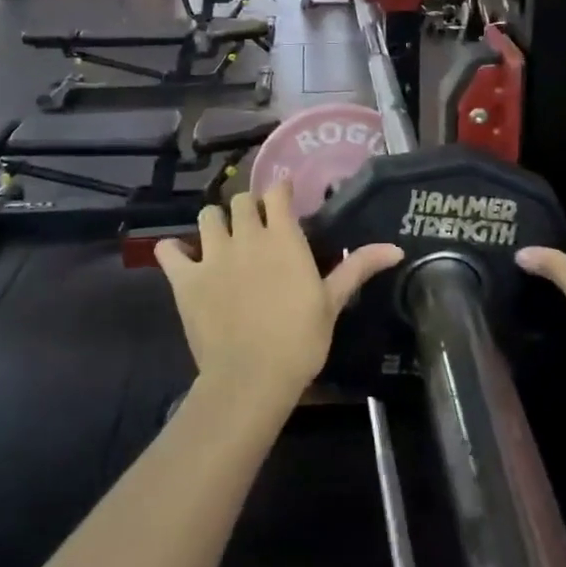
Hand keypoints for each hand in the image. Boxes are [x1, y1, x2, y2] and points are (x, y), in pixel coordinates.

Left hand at [156, 183, 402, 404]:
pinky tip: (183, 258)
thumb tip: (396, 248)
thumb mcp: (332, 302)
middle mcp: (247, 236)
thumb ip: (358, 267)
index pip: (277, 193)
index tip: (284, 195)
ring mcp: (212, 256)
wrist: (251, 377)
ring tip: (223, 238)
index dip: (280, 189)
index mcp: (283, 238)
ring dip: (215, 221)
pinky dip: (174, 250)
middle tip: (257, 224)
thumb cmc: (299, 339)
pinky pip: (169, 251)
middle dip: (249, 206)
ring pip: (207, 216)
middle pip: (241, 201)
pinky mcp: (185, 279)